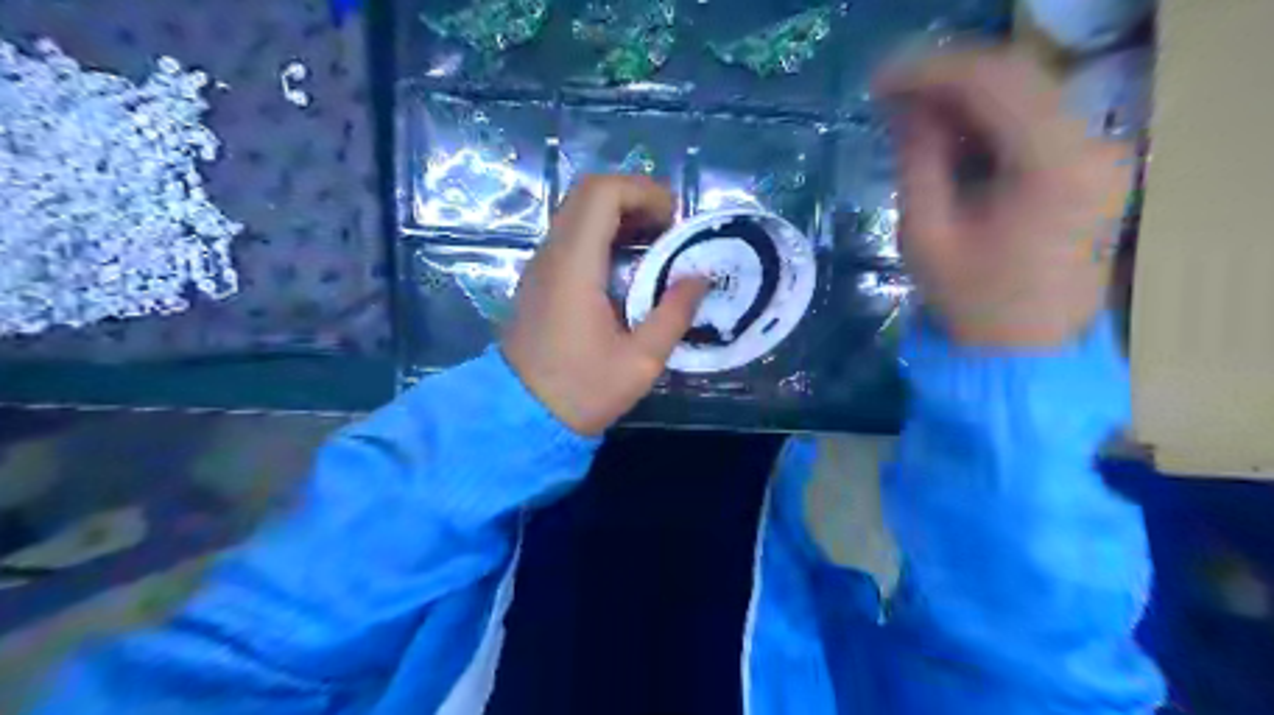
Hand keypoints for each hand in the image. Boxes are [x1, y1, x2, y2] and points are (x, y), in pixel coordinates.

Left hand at [503, 175, 712, 436]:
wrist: (521, 416)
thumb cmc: (582, 391)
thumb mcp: (641, 361)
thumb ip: (674, 314)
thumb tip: (700, 277)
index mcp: (575, 266)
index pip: (602, 193)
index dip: (644, 191)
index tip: (674, 219)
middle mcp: (552, 254)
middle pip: (588, 192)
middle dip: (635, 197)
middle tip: (669, 227)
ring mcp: (541, 265)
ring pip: (578, 211)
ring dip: (619, 214)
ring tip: (655, 244)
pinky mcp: (539, 279)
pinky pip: (571, 235)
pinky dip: (603, 233)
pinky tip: (628, 265)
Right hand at [876, 49, 1133, 348]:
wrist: (1023, 353)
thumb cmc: (971, 304)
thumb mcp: (927, 235)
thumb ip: (918, 162)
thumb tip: (905, 107)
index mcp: (1056, 166)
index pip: (995, 83)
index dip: (931, 72)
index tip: (879, 82)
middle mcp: (1094, 146)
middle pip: (1017, 78)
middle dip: (946, 79)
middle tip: (889, 93)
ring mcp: (1100, 154)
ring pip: (1026, 95)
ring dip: (963, 98)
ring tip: (909, 112)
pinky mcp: (1092, 167)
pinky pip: (1034, 122)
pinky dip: (986, 120)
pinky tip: (947, 133)